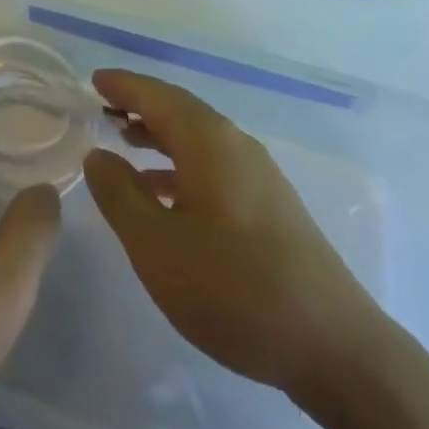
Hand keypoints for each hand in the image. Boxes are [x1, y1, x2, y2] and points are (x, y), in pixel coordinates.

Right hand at [83, 69, 381, 411]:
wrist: (335, 348)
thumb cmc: (235, 290)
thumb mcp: (157, 247)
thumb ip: (119, 195)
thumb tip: (98, 155)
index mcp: (209, 142)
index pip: (157, 96)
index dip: (123, 85)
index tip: (93, 80)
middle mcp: (237, 145)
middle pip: (180, 110)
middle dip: (140, 105)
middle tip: (102, 107)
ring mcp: (260, 176)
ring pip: (198, 138)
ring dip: (160, 134)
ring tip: (125, 142)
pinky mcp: (272, 206)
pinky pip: (214, 164)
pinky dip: (181, 163)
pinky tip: (164, 194)